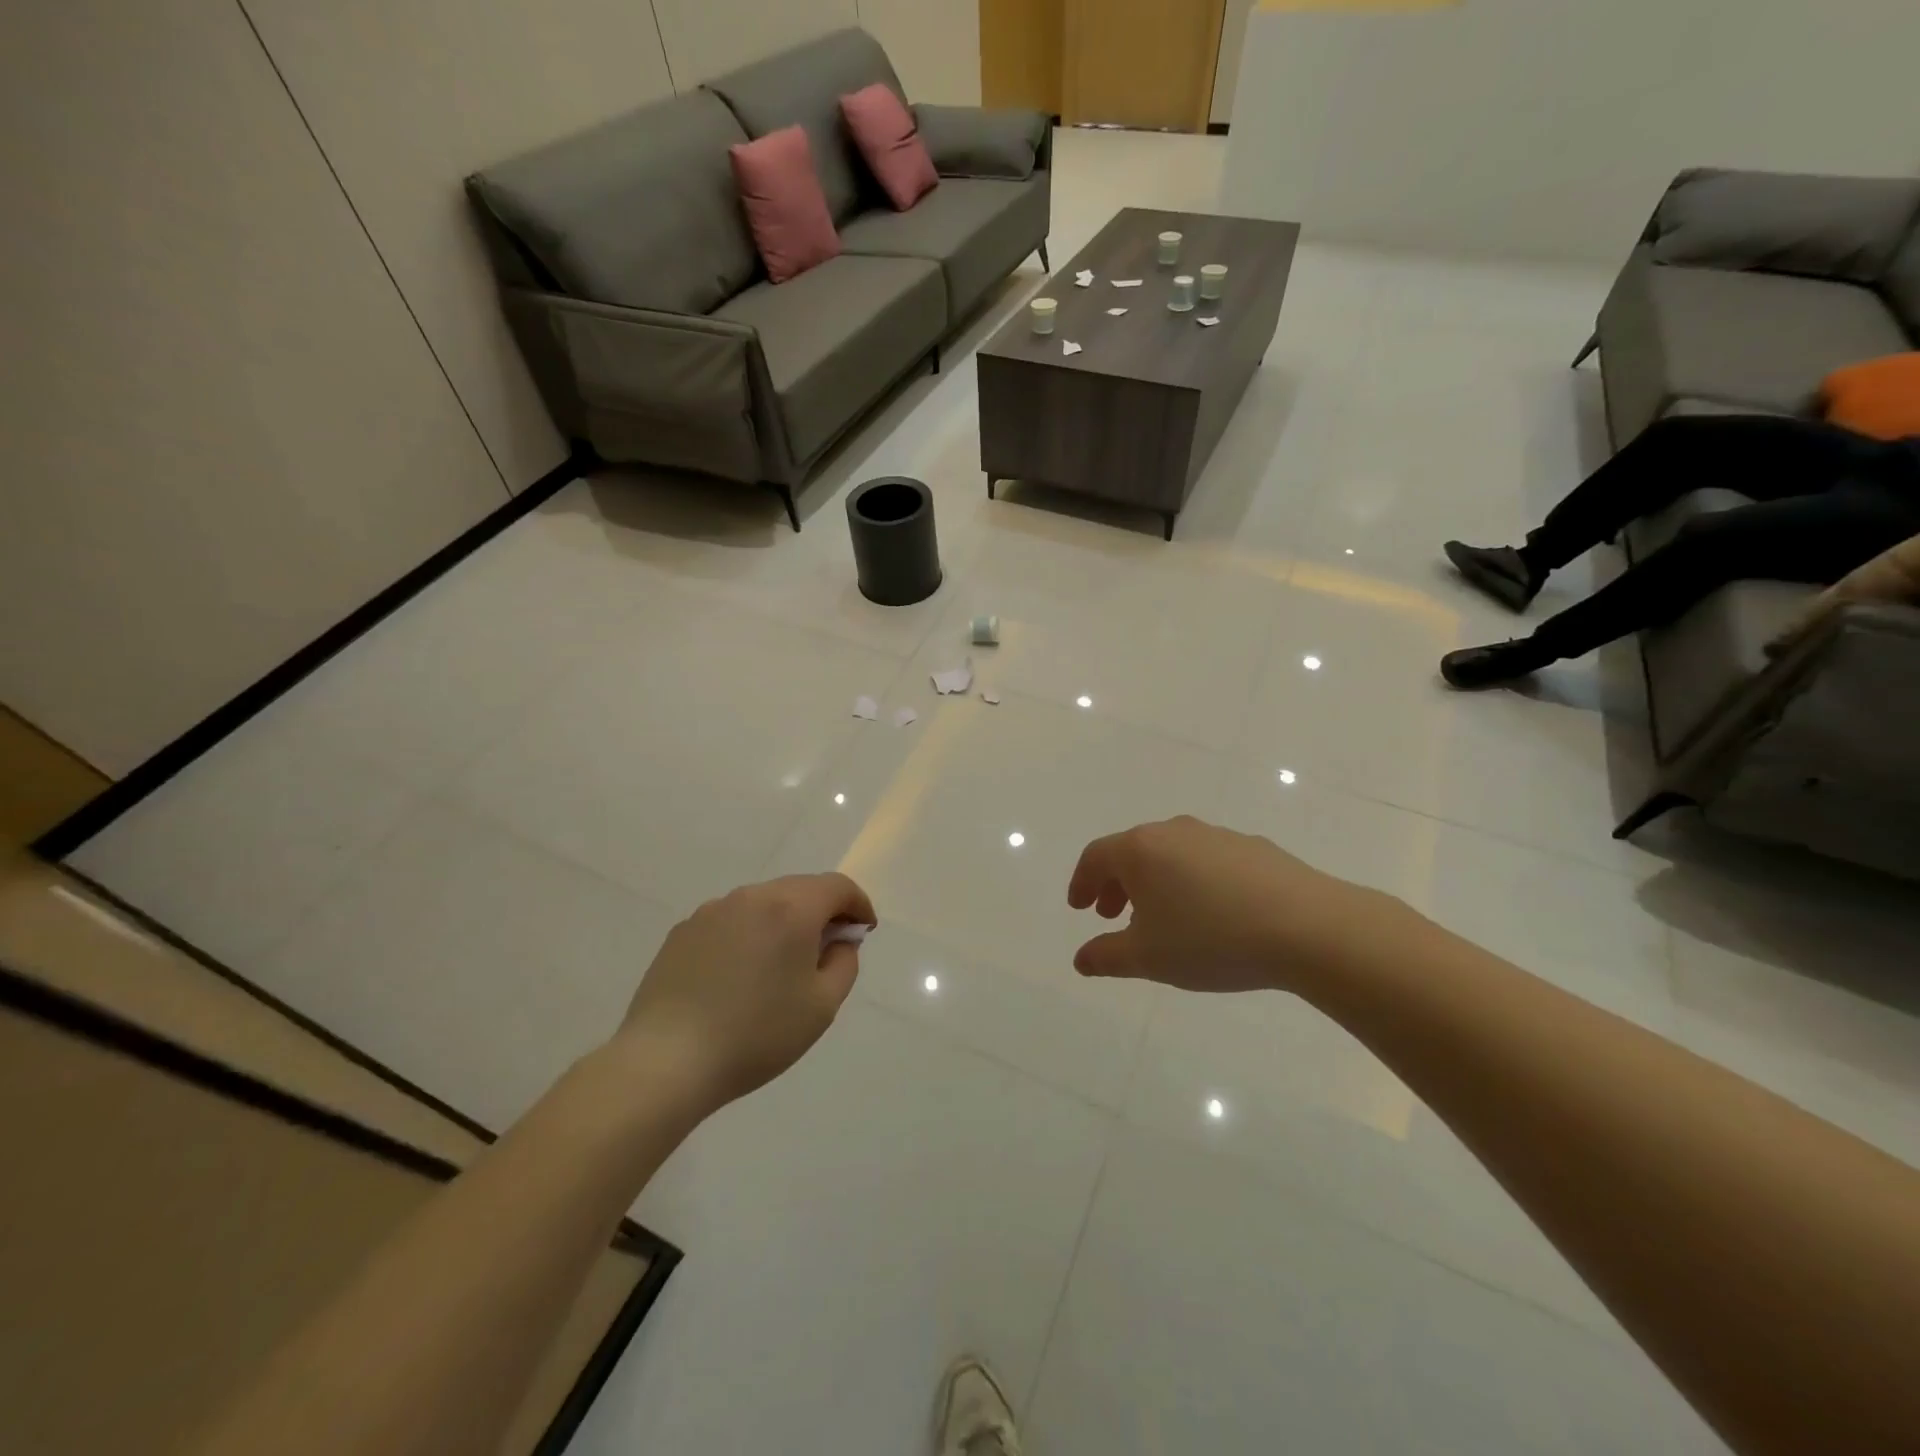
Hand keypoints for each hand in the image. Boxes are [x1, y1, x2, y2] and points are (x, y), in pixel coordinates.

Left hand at [613, 873, 875, 1113]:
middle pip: (800, 889)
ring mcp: (712, 911)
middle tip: (827, 950)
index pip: (837, 886)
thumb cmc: (756, 1034)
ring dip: (783, 921)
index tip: (863, 931)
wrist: (666, 1061)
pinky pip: (731, 921)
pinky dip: (748, 934)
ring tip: (780, 966)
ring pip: (763, 903)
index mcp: (791, 908)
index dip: (858, 905)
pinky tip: (739, 976)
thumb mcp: (821, 1006)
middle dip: (822, 911)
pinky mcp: (683, 931)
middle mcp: (752, 896)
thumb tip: (838, 941)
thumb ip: (843, 963)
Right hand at [1067, 815, 1396, 993]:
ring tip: (1163, 918)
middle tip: (1113, 916)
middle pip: (1132, 851)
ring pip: (1171, 854)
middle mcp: (1174, 832)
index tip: (1079, 908)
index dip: (1082, 882)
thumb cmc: (1211, 939)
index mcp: (1141, 850)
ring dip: (1155, 882)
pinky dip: (1192, 881)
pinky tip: (1211, 913)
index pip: (1096, 857)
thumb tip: (1081, 958)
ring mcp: (1216, 836)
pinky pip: (1206, 860)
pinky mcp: (1253, 848)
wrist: (1308, 927)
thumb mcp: (1148, 958)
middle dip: (1116, 884)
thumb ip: (1106, 957)